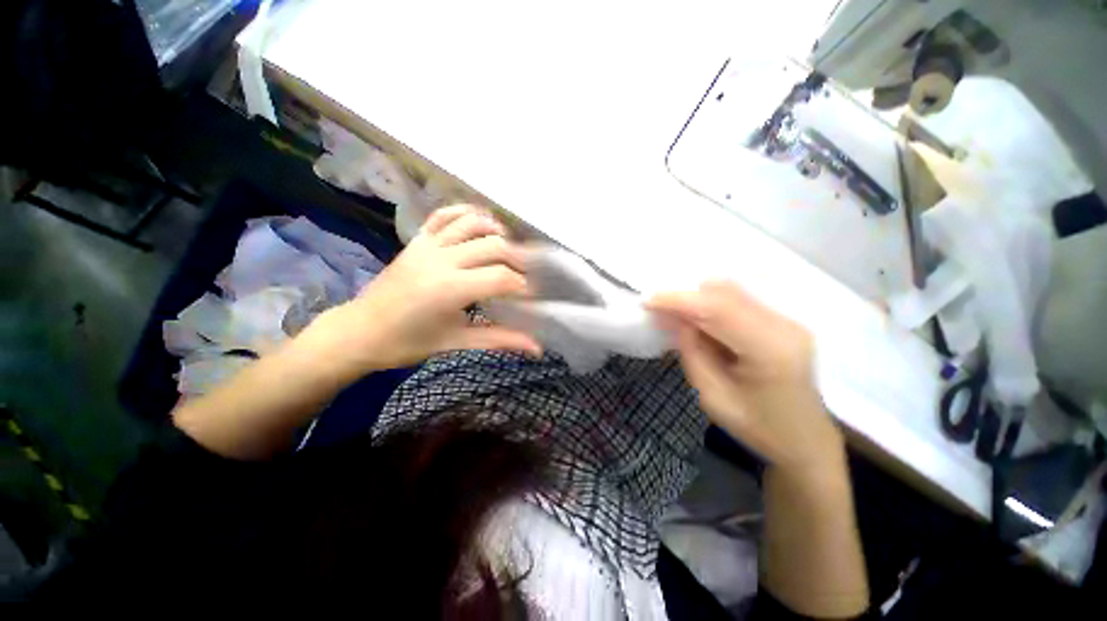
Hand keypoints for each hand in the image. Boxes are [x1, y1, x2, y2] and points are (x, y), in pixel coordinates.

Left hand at [299, 205, 541, 377]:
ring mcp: (427, 245)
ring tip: (508, 247)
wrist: (358, 332)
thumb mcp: (458, 341)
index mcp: (451, 288)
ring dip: (496, 230)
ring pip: (472, 223)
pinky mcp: (417, 240)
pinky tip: (480, 223)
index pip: (501, 277)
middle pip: (493, 245)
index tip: (529, 295)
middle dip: (517, 258)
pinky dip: (466, 213)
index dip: (522, 285)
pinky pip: (443, 215)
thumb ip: (500, 339)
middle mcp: (441, 259)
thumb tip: (537, 348)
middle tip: (524, 274)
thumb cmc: (408, 343)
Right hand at [648, 281, 840, 468]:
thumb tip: (675, 318)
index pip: (718, 309)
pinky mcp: (782, 320)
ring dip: (698, 299)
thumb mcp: (712, 396)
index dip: (679, 300)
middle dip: (686, 296)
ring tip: (676, 315)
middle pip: (726, 293)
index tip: (648, 300)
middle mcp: (784, 326)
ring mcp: (787, 320)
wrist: (805, 439)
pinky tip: (699, 321)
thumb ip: (692, 352)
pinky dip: (712, 304)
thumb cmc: (757, 426)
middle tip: (658, 308)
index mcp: (770, 350)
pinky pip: (738, 300)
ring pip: (731, 291)